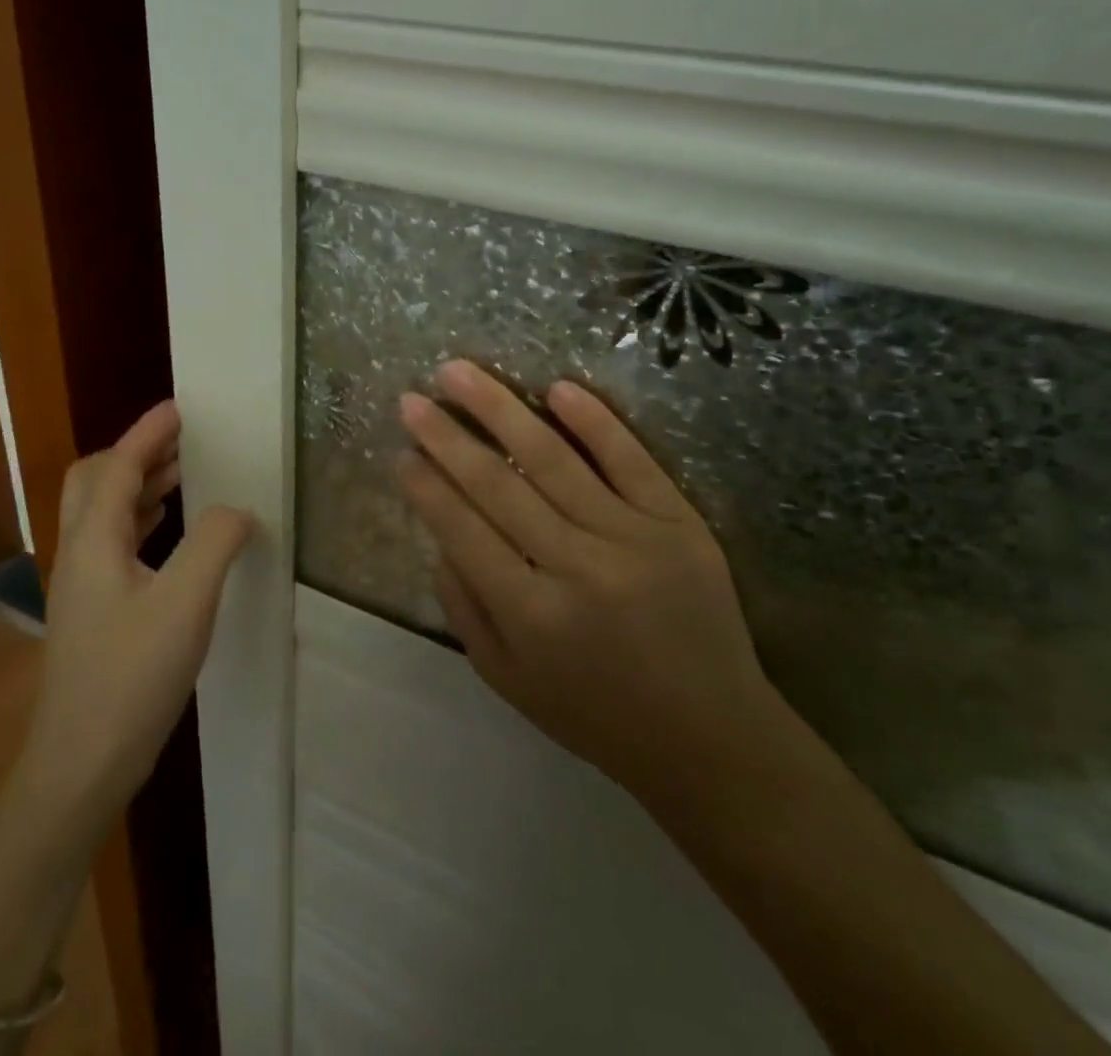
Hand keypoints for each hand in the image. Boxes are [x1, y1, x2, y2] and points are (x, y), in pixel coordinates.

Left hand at [19, 401, 250, 836]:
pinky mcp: (92, 613)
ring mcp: (81, 586)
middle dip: (135, 453)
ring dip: (138, 486)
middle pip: (94, 482)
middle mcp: (78, 554)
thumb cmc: (132, 678)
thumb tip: (235, 510)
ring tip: (182, 478)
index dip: (148, 432)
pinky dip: (140, 521)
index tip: (179, 407)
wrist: (81, 765)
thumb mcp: (186, 603)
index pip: (117, 466)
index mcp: (94, 541)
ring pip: (102, 513)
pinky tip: (169, 537)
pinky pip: (113, 543)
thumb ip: (215, 543)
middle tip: (181, 443)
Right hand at [397, 361, 784, 801]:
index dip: (426, 487)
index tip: (400, 450)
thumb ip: (464, 609)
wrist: (710, 738)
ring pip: (554, 459)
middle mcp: (576, 568)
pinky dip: (594, 421)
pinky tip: (557, 388)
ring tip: (459, 372)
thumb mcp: (508, 679)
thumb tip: (438, 536)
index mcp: (530, 614)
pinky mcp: (678, 523)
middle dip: (446, 436)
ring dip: (501, 409)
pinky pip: (630, 461)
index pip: (462, 530)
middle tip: (412, 398)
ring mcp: (631, 538)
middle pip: (498, 485)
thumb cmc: (596, 714)